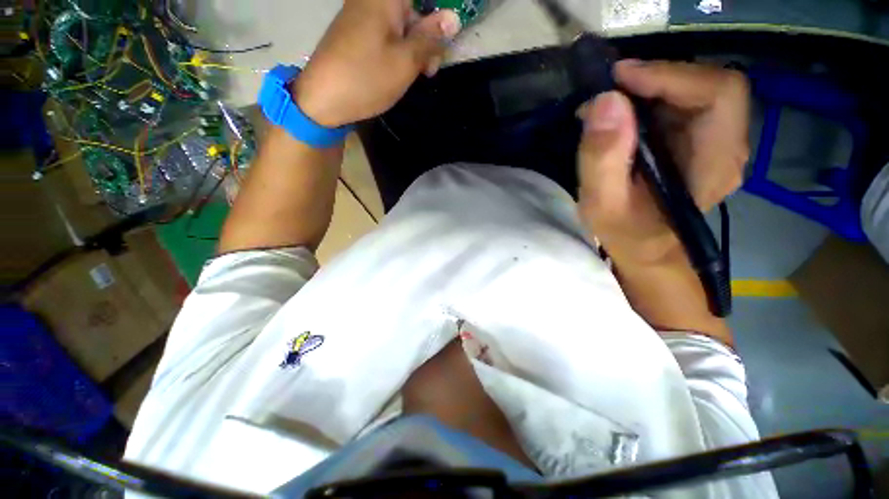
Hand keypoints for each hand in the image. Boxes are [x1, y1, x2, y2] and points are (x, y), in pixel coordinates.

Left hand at [292, 0, 460, 128]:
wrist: (322, 99)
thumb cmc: (367, 78)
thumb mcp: (406, 61)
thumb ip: (430, 39)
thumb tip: (453, 18)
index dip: (436, 17)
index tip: (443, 42)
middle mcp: (372, 0)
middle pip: (412, 11)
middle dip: (428, 37)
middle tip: (430, 69)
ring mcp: (361, 16)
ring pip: (400, 25)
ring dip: (415, 48)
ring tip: (418, 75)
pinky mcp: (356, 34)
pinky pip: (386, 34)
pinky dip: (399, 51)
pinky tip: (401, 71)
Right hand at [577, 60, 749, 265]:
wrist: (644, 249)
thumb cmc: (625, 233)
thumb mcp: (602, 203)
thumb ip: (603, 158)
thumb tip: (604, 102)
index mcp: (715, 163)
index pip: (719, 93)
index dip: (671, 75)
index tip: (619, 79)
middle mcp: (728, 146)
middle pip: (707, 86)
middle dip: (655, 81)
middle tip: (608, 93)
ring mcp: (717, 143)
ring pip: (694, 91)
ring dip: (649, 90)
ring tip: (608, 108)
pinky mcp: (701, 143)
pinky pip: (682, 105)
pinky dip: (650, 102)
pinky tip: (622, 118)